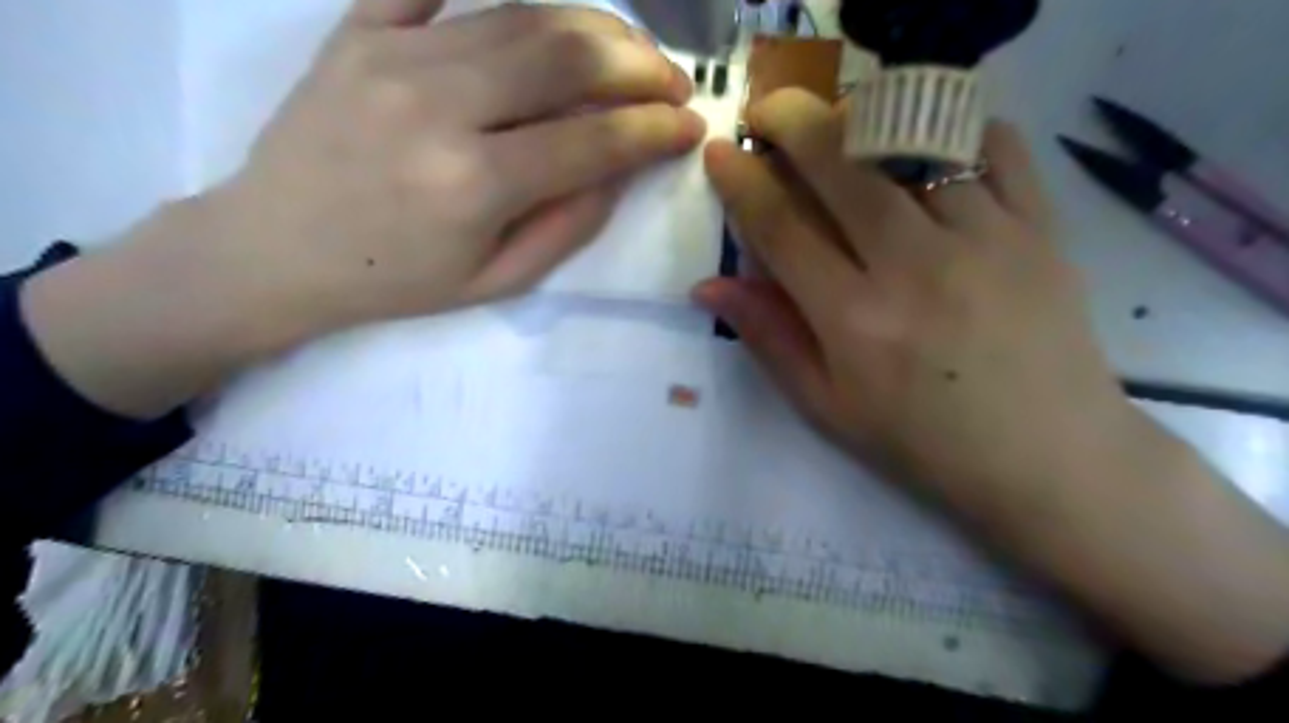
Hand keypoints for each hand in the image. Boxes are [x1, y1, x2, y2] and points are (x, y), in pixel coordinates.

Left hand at [19, 0, 703, 421]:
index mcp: (474, 184)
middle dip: (640, 62)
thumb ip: (568, 226)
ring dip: (592, 25)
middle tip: (672, 80)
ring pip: (520, 13)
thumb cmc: (396, 281)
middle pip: (567, 54)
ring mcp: (393, 55)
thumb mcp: (497, 282)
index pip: (594, 139)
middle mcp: (440, 106)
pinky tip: (538, 5)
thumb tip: (621, 169)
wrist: (275, 250)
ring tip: (627, 49)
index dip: (655, 130)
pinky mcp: (358, 30)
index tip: (691, 126)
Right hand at [694, 89, 1288, 681]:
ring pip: (911, 143)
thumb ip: (768, 337)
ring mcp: (984, 239)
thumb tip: (708, 286)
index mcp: (854, 319)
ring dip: (861, 120)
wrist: (1048, 457)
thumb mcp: (827, 406)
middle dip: (790, 121)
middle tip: (767, 112)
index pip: (780, 227)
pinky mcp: (1040, 229)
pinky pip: (995, 147)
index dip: (741, 181)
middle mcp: (913, 266)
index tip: (722, 153)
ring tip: (839, 127)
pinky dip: (954, 128)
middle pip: (840, 163)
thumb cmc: (921, 442)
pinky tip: (928, 144)